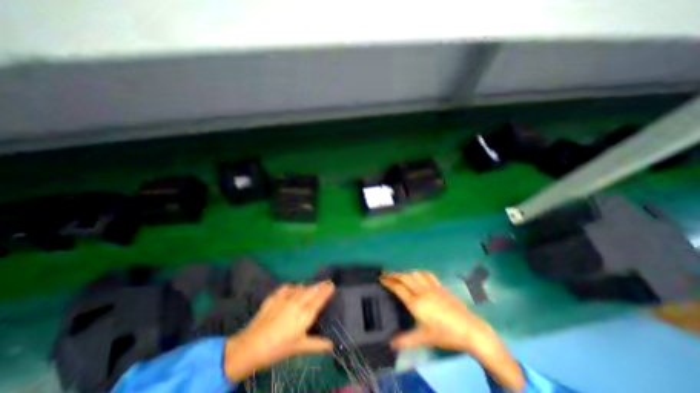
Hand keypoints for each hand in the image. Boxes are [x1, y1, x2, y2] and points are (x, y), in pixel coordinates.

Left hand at [222, 282, 334, 382]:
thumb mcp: (300, 347)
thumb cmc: (278, 348)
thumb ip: (317, 344)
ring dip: (308, 286)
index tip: (331, 284)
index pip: (319, 298)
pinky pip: (288, 287)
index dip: (326, 290)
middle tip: (326, 282)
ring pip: (302, 287)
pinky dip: (294, 286)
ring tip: (312, 286)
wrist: (252, 345)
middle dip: (320, 285)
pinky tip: (294, 288)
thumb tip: (332, 345)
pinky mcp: (275, 295)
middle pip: (312, 290)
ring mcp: (286, 297)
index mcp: (305, 313)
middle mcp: (298, 302)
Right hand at [381, 271, 521, 390]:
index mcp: (416, 303)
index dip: (388, 282)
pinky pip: (426, 274)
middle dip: (394, 274)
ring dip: (405, 272)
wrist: (469, 329)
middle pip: (404, 277)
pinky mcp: (440, 286)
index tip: (381, 278)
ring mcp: (431, 287)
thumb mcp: (424, 338)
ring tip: (399, 275)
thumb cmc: (445, 334)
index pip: (398, 288)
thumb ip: (406, 340)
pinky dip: (418, 272)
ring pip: (414, 273)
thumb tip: (391, 344)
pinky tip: (417, 275)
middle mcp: (421, 291)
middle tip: (386, 273)